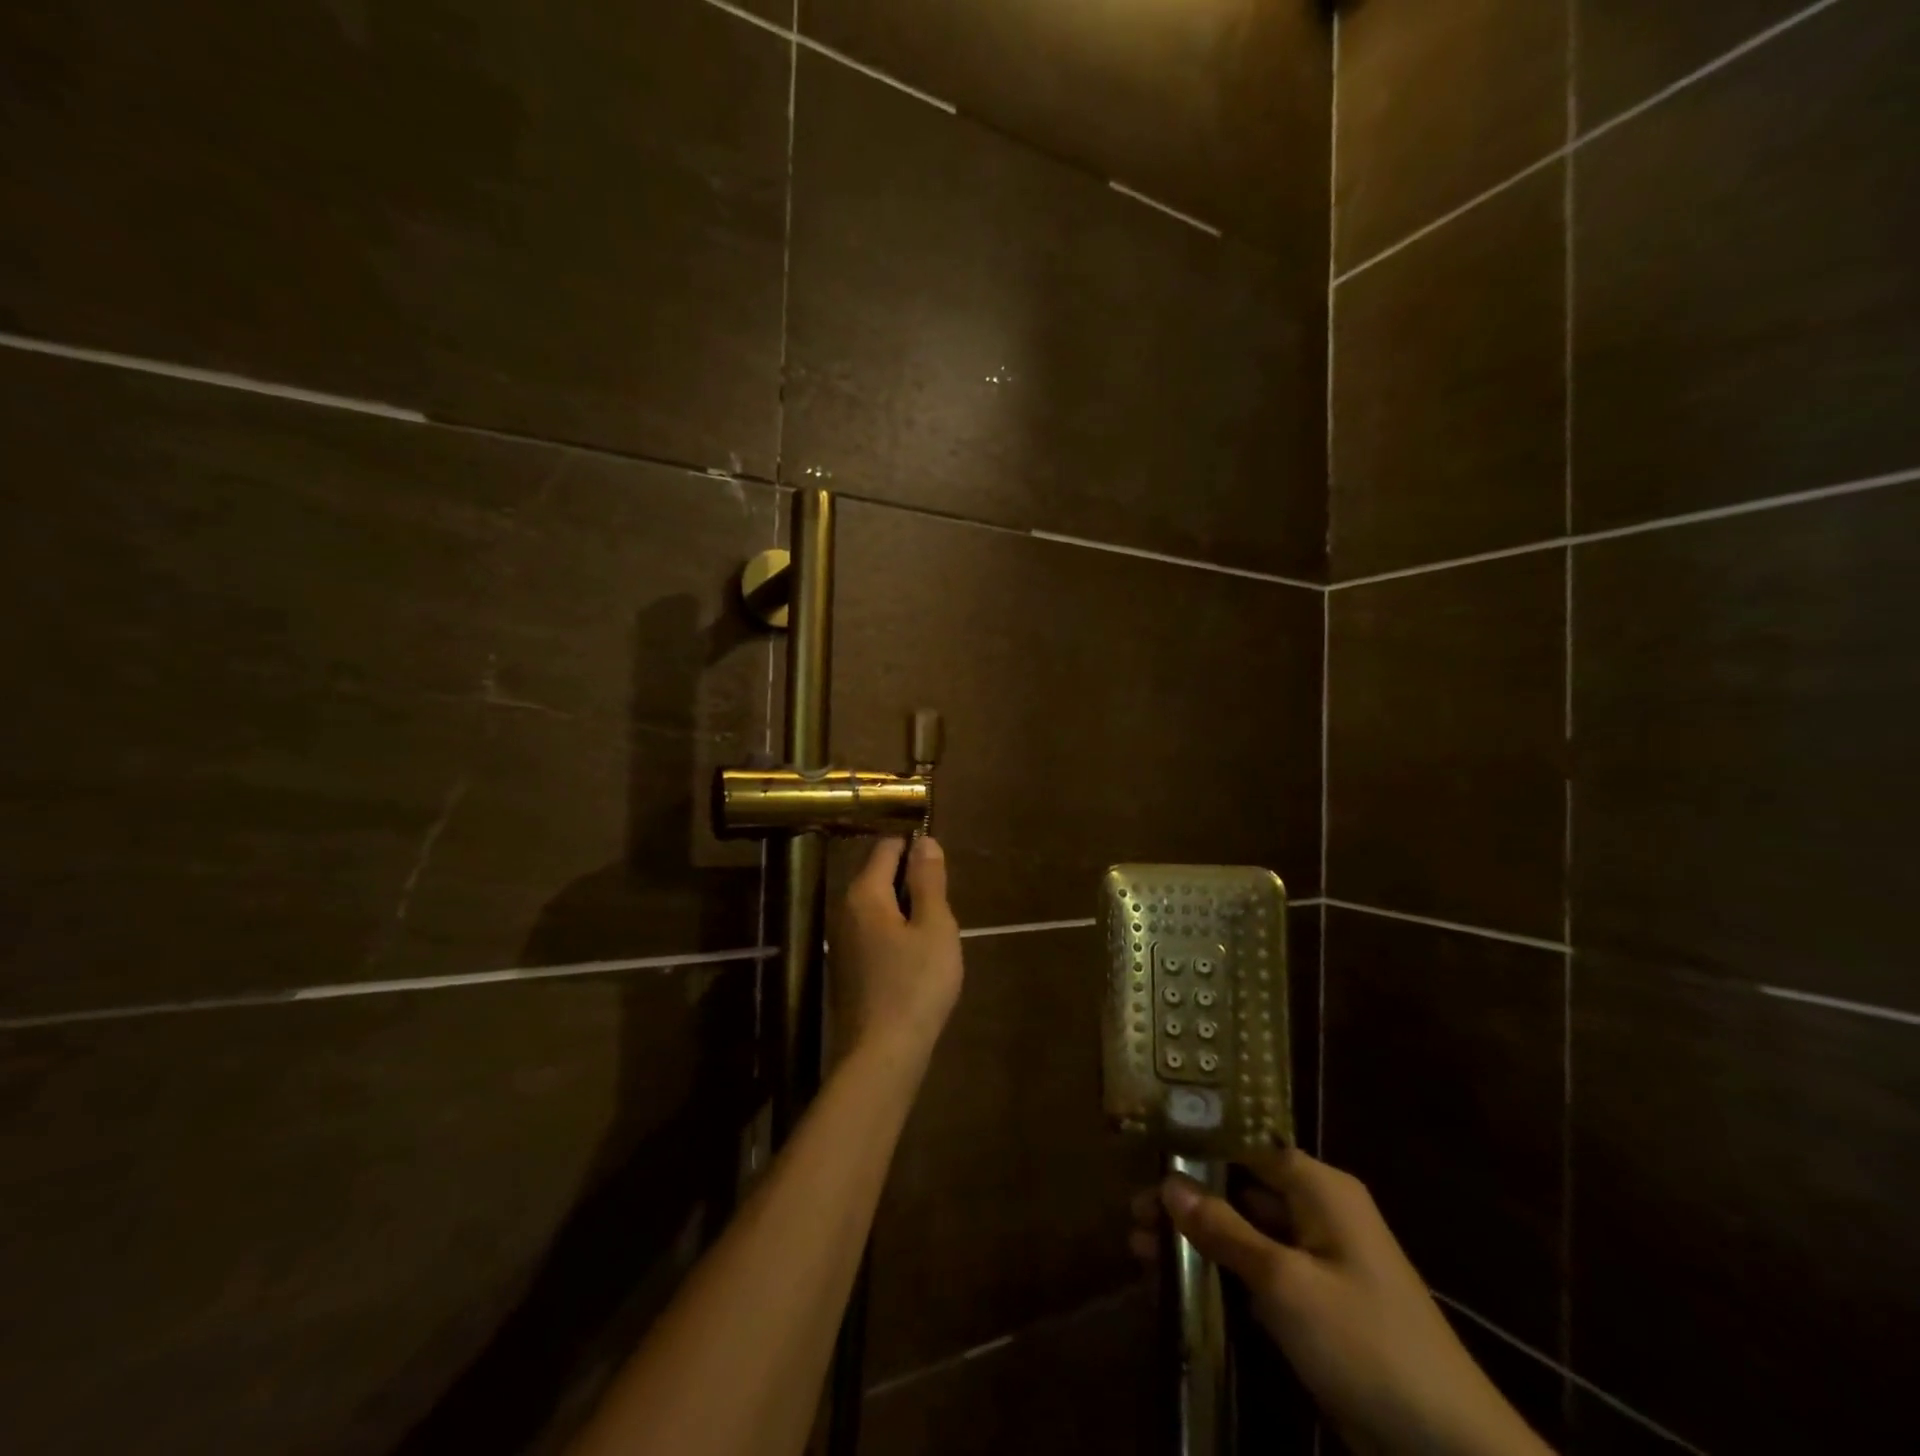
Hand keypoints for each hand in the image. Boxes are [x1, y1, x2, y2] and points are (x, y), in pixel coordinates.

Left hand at [833, 836, 963, 1063]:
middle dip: (912, 881)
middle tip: (943, 909)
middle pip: (879, 875)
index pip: (887, 847)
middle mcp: (844, 909)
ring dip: (906, 910)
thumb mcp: (934, 926)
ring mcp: (841, 940)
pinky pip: (873, 931)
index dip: (916, 846)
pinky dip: (895, 933)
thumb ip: (929, 880)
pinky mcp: (846, 966)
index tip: (942, 867)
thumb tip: (924, 841)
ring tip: (934, 936)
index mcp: (864, 893)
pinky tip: (915, 960)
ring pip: (878, 906)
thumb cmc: (916, 984)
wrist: (882, 1054)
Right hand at [1133, 1149, 1553, 1455]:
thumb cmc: (1367, 1345)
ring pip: (1246, 1230)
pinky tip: (1181, 1281)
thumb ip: (1225, 1229)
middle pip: (1240, 1187)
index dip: (1196, 1146)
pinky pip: (1260, 1269)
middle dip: (1187, 1198)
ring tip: (1139, 1250)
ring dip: (1198, 1237)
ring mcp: (1321, 1259)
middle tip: (1132, 1214)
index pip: (1246, 1144)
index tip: (1145, 1156)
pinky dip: (1223, 1270)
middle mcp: (1319, 1211)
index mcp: (1320, 1188)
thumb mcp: (1286, 1283)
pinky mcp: (1319, 1303)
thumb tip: (1169, 1185)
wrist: (1452, 1452)